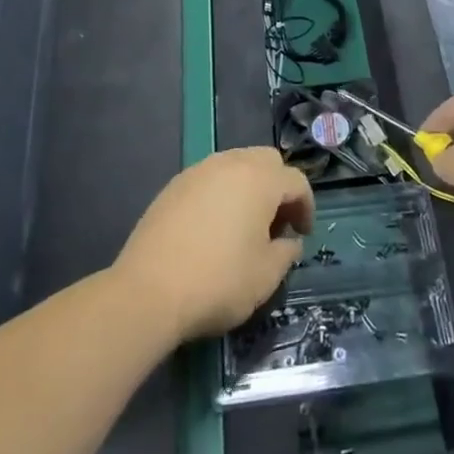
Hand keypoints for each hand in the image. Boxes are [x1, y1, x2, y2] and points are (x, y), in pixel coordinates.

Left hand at [113, 146, 313, 343]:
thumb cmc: (218, 281)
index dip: (306, 207)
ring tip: (245, 224)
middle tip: (277, 222)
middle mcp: (231, 164)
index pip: (296, 181)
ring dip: (249, 187)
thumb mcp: (266, 276)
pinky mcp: (173, 187)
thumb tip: (289, 242)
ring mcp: (198, 172)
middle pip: (266, 161)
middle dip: (278, 187)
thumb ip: (286, 252)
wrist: (148, 292)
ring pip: (236, 164)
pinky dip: (221, 193)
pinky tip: (214, 227)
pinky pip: (209, 179)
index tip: (302, 235)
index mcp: (260, 179)